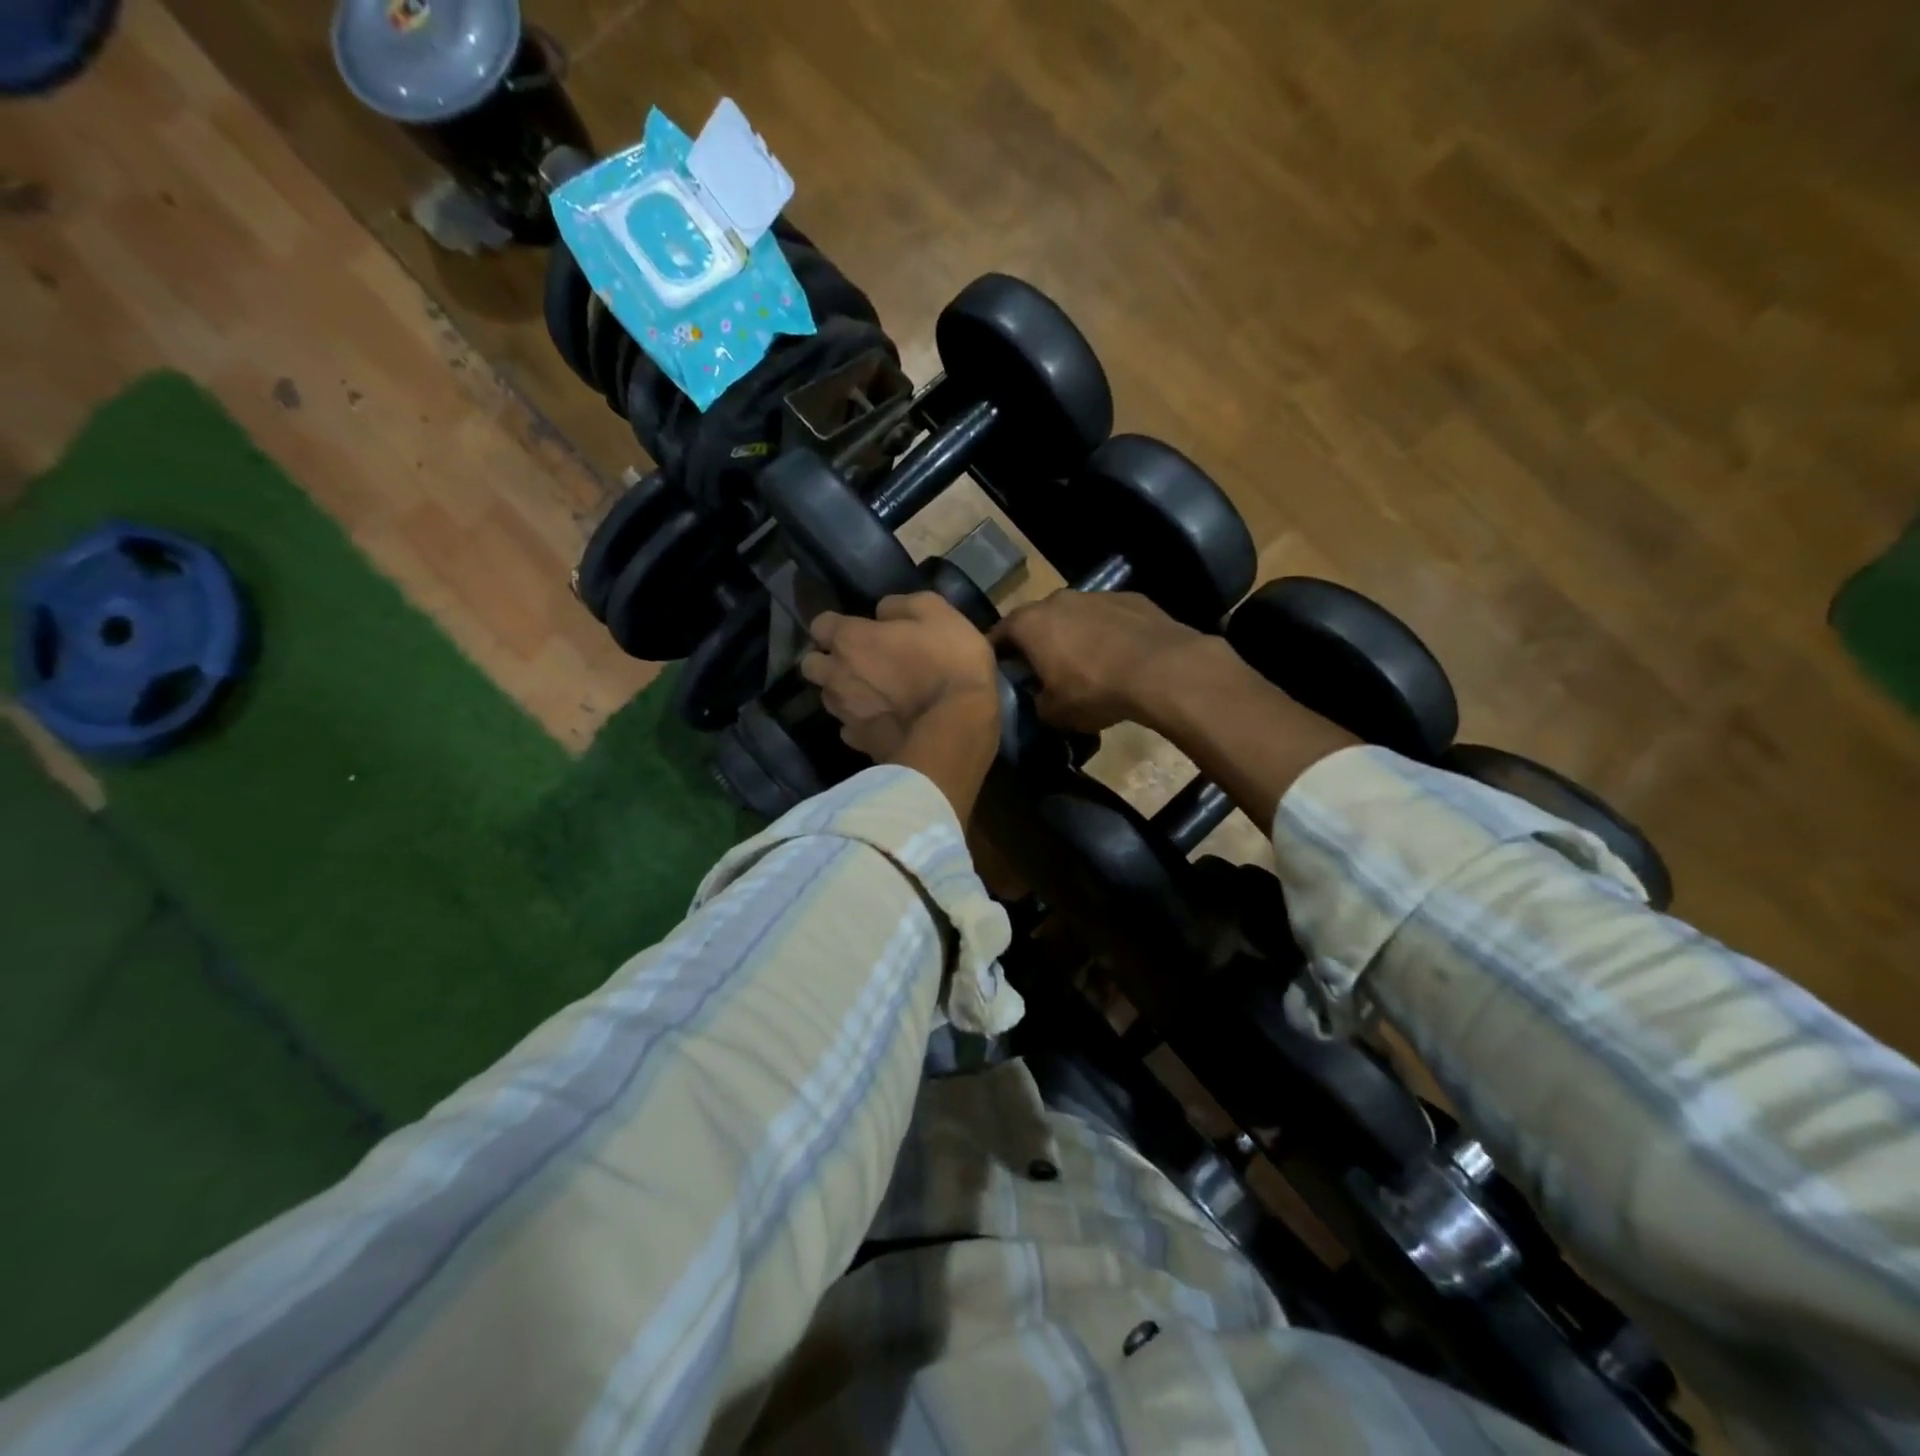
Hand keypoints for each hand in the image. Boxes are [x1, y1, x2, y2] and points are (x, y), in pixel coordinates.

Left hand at [802, 594, 1001, 817]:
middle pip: (811, 665)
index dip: (836, 626)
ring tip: (872, 695)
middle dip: (827, 661)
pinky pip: (849, 728)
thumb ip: (902, 606)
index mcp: (851, 640)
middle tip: (857, 662)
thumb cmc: (949, 663)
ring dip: (843, 692)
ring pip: (829, 698)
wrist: (957, 728)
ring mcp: (845, 714)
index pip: (819, 625)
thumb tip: (882, 612)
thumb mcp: (938, 613)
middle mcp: (836, 676)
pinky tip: (883, 722)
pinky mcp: (859, 743)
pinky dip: (861, 723)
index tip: (857, 629)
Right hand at [991, 590, 1207, 733]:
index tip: (1000, 671)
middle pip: (1037, 620)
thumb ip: (1038, 702)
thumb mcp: (1055, 712)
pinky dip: (1107, 633)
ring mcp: (1096, 595)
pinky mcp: (1132, 598)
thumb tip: (1042, 698)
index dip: (997, 654)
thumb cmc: (1095, 690)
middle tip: (1043, 669)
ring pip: (1075, 615)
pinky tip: (1120, 656)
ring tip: (1086, 664)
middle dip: (1037, 642)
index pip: (999, 634)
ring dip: (1074, 635)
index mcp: (1030, 623)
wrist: (1162, 670)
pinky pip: (1108, 618)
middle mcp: (1058, 600)